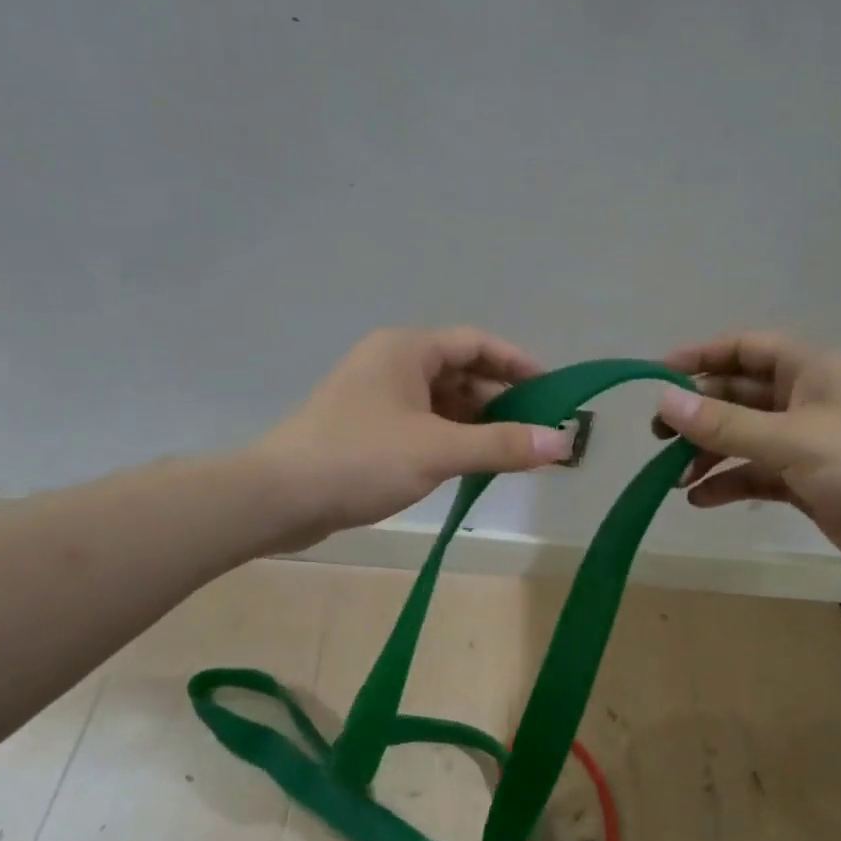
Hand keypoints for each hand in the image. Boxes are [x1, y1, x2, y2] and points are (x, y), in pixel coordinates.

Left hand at [255, 327, 572, 547]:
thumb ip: (502, 445)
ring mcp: (375, 396)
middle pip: (459, 371)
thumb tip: (562, 442)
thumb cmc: (360, 459)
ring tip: (510, 452)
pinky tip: (468, 464)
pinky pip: (421, 423)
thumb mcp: (438, 450)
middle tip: (536, 430)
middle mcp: (391, 363)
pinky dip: (449, 437)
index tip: (552, 391)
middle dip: (499, 399)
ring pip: (440, 400)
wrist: (278, 497)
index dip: (518, 363)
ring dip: (475, 422)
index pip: (476, 342)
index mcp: (406, 349)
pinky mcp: (365, 428)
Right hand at [654, 333, 840, 588]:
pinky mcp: (808, 484)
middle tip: (657, 436)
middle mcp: (806, 401)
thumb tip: (662, 400)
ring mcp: (807, 444)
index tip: (656, 376)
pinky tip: (700, 500)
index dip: (701, 356)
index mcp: (811, 371)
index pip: (745, 349)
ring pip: (743, 438)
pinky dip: (728, 484)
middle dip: (698, 413)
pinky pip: (756, 475)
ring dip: (708, 453)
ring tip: (673, 476)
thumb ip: (725, 423)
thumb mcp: (793, 439)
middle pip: (738, 396)